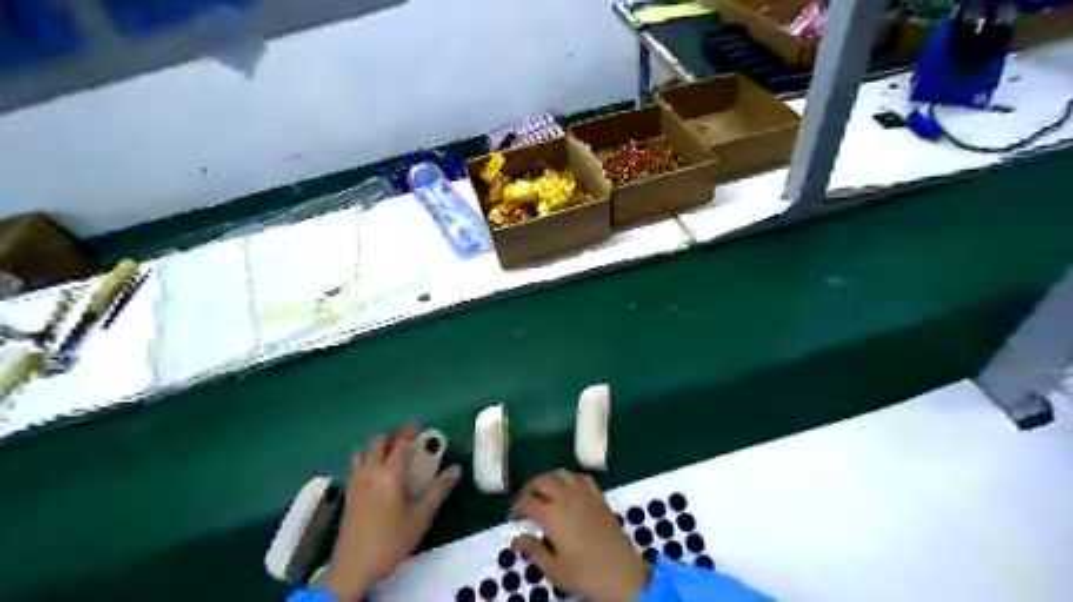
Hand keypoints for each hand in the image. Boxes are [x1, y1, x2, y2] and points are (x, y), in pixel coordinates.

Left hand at [314, 425, 454, 598]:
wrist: (351, 569)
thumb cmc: (390, 541)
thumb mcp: (420, 518)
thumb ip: (438, 491)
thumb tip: (455, 469)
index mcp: (389, 474)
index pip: (400, 443)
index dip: (409, 429)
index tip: (418, 420)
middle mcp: (370, 472)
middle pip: (376, 443)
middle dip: (391, 435)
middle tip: (406, 436)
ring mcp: (356, 483)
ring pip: (362, 453)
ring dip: (375, 447)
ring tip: (389, 451)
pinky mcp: (349, 495)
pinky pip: (355, 466)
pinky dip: (365, 459)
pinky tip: (374, 472)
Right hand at [514, 470, 654, 600]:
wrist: (621, 574)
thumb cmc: (584, 574)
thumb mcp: (553, 568)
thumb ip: (533, 550)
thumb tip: (515, 539)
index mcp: (552, 514)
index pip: (527, 502)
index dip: (516, 507)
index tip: (512, 517)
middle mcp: (566, 497)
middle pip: (542, 481)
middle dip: (529, 488)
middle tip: (525, 502)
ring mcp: (585, 494)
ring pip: (561, 474)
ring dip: (549, 479)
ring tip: (544, 492)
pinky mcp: (599, 497)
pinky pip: (582, 478)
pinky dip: (571, 479)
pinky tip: (569, 490)